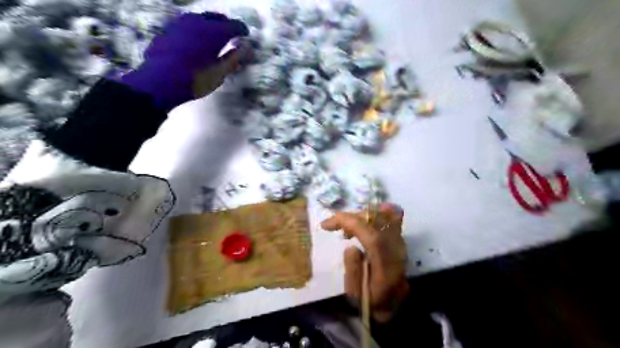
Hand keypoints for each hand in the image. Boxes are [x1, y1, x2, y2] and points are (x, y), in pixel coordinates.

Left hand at [120, 13, 248, 111]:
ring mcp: (180, 23)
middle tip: (232, 34)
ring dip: (210, 25)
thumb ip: (234, 59)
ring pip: (200, 18)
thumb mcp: (219, 73)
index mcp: (214, 32)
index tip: (246, 35)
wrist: (160, 81)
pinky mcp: (168, 29)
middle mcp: (198, 21)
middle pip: (216, 17)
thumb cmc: (196, 79)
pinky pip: (187, 25)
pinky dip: (196, 30)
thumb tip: (247, 50)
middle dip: (226, 24)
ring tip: (214, 37)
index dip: (242, 30)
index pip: (234, 25)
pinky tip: (196, 41)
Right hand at [319, 203, 409, 322]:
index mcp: (386, 265)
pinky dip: (369, 218)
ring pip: (381, 216)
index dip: (348, 223)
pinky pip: (386, 219)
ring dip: (360, 217)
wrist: (394, 306)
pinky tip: (359, 228)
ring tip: (346, 230)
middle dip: (351, 217)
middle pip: (376, 220)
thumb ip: (353, 270)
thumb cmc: (371, 302)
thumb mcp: (355, 294)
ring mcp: (401, 243)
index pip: (370, 235)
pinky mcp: (399, 240)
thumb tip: (351, 247)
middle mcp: (397, 250)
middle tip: (334, 226)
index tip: (327, 224)